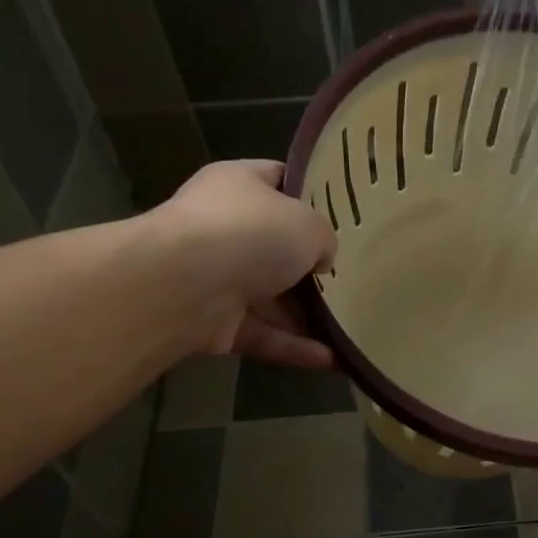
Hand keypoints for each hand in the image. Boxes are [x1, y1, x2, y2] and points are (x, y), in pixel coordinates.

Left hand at [162, 160, 336, 366]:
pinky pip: (263, 334)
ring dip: (307, 315)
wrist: (184, 286)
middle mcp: (224, 228)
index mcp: (239, 185)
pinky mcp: (215, 323)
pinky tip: (331, 359)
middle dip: (311, 266)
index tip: (343, 212)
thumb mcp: (308, 224)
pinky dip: (294, 347)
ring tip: (350, 327)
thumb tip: (320, 259)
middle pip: (276, 246)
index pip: (277, 178)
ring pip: (271, 298)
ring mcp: (217, 277)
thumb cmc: (251, 234)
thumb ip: (323, 238)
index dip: (309, 192)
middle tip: (352, 277)